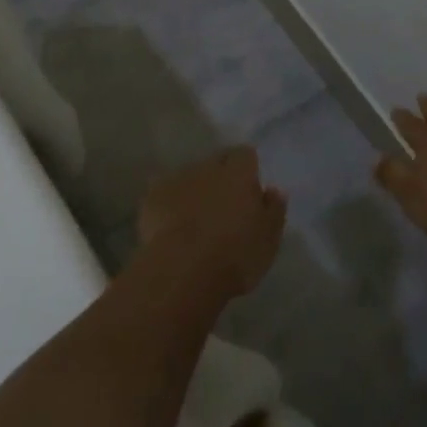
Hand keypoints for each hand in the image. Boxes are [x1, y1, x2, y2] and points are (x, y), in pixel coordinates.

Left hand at [137, 146, 286, 300]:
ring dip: (195, 191)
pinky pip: (165, 195)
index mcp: (239, 172)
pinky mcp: (152, 197)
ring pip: (190, 178)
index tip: (249, 190)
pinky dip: (170, 205)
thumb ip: (274, 210)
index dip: (247, 170)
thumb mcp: (269, 239)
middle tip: (224, 208)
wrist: (183, 271)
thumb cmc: (235, 255)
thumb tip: (274, 190)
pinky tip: (172, 228)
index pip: (245, 155)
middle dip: (220, 179)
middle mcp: (207, 167)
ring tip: (196, 220)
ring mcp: (177, 179)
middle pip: (216, 164)